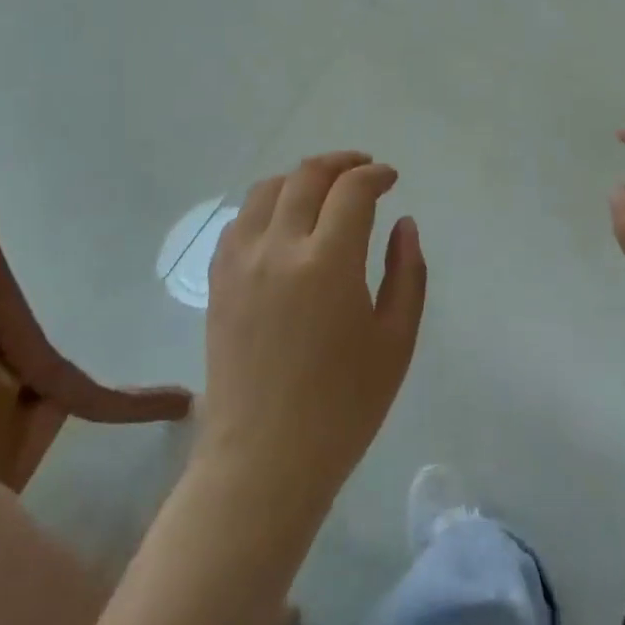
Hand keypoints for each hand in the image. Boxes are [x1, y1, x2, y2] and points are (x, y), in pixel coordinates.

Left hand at [200, 152, 427, 516]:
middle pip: (307, 176)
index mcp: (328, 263)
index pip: (352, 190)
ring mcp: (241, 262)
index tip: (390, 179)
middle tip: (363, 169)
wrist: (264, 460)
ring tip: (323, 189)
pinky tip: (282, 222)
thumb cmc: (343, 407)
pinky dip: (266, 206)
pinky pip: (239, 221)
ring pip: (267, 189)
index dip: (375, 175)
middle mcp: (279, 248)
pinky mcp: (218, 281)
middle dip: (341, 164)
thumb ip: (406, 272)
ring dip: (300, 178)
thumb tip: (403, 223)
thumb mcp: (396, 341)